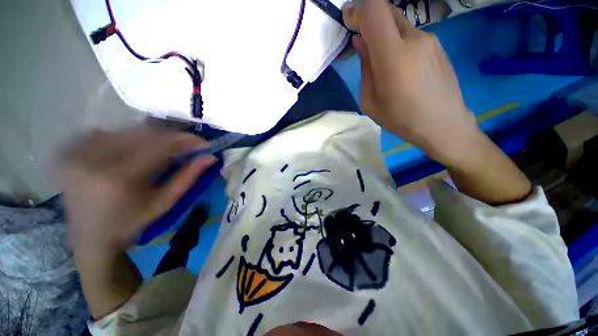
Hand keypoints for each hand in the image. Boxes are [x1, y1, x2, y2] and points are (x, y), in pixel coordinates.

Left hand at [61, 126, 215, 256]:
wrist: (89, 238)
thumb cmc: (130, 224)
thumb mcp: (164, 203)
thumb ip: (188, 177)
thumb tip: (210, 158)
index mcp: (118, 179)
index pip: (158, 146)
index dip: (184, 140)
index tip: (202, 142)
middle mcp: (93, 161)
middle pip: (142, 134)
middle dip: (170, 137)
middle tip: (186, 145)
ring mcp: (76, 154)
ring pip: (125, 131)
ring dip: (151, 137)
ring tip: (163, 149)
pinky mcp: (69, 152)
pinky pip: (104, 133)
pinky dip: (126, 138)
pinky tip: (132, 150)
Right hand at [342, 0, 479, 164]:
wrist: (443, 124)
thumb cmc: (400, 118)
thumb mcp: (370, 101)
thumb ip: (365, 68)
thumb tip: (361, 42)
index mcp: (393, 56)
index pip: (375, 11)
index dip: (358, 10)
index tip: (348, 20)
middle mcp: (414, 39)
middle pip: (387, 11)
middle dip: (369, 20)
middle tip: (360, 41)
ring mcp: (429, 39)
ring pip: (399, 25)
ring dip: (384, 35)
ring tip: (381, 62)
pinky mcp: (438, 45)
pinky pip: (411, 36)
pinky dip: (398, 42)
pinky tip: (400, 66)